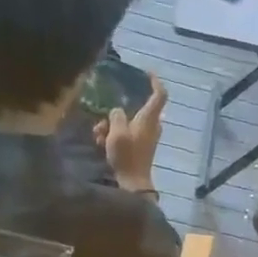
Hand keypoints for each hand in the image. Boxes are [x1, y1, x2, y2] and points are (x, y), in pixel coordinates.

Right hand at [93, 74, 168, 191]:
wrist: (132, 182)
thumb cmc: (127, 155)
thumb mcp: (117, 132)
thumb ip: (116, 115)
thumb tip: (117, 111)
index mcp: (149, 119)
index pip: (159, 95)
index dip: (155, 82)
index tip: (147, 73)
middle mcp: (151, 125)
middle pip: (135, 109)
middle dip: (116, 112)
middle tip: (101, 120)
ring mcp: (146, 136)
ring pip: (126, 121)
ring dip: (110, 126)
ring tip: (98, 135)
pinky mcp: (139, 146)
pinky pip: (125, 133)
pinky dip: (113, 135)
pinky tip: (100, 143)